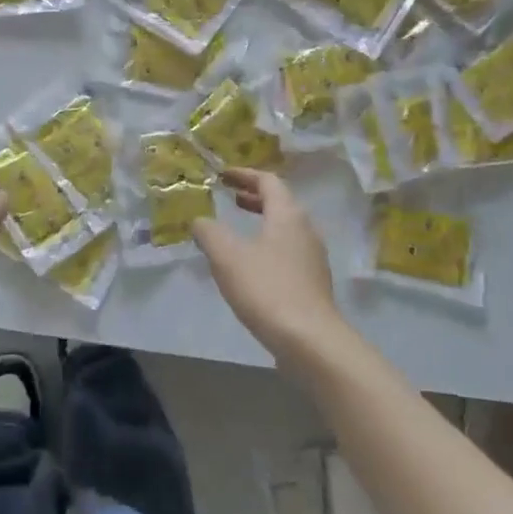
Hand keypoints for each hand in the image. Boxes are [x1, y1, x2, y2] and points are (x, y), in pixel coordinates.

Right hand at [194, 170, 346, 368]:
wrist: (309, 339)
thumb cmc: (266, 288)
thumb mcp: (227, 256)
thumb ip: (209, 232)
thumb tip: (200, 221)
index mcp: (288, 215)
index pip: (268, 181)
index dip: (244, 175)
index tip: (223, 175)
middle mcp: (306, 230)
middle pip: (280, 203)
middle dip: (254, 198)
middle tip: (230, 199)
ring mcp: (313, 257)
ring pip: (285, 228)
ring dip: (261, 222)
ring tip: (236, 232)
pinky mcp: (312, 282)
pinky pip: (287, 251)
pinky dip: (267, 246)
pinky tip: (250, 266)